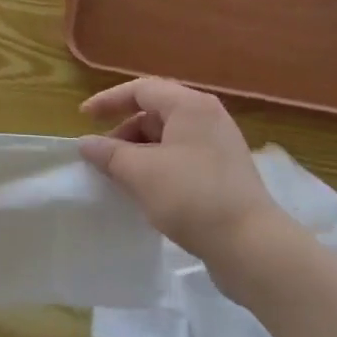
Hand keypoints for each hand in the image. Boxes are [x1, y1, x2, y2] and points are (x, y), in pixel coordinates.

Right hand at [79, 78, 282, 274]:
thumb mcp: (141, 173)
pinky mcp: (225, 172)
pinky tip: (148, 192)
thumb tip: (86, 143)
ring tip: (122, 178)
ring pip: (169, 137)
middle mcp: (208, 117)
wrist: (253, 246)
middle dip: (124, 131)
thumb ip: (109, 154)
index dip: (109, 100)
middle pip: (156, 112)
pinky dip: (159, 166)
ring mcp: (220, 145)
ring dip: (140, 152)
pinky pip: (183, 157)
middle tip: (103, 157)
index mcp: (190, 105)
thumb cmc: (192, 197)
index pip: (141, 89)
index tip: (84, 117)